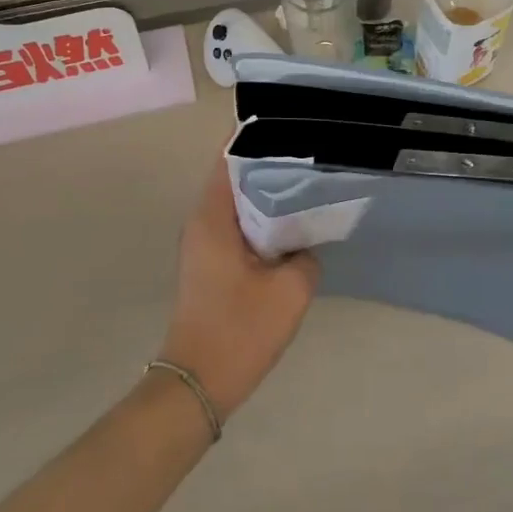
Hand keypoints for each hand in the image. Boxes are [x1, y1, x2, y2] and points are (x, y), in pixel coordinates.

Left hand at [158, 157, 320, 422]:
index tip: (293, 128)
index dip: (260, 139)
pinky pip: (239, 227)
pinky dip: (264, 221)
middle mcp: (203, 222)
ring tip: (310, 184)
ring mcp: (204, 244)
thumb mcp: (290, 289)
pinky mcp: (212, 265)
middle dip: (272, 164)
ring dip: (269, 195)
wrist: (199, 383)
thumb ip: (306, 255)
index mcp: (213, 216)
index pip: (231, 158)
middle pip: (237, 176)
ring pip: (240, 203)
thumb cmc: (240, 330)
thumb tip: (305, 245)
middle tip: (313, 155)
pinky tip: (294, 226)